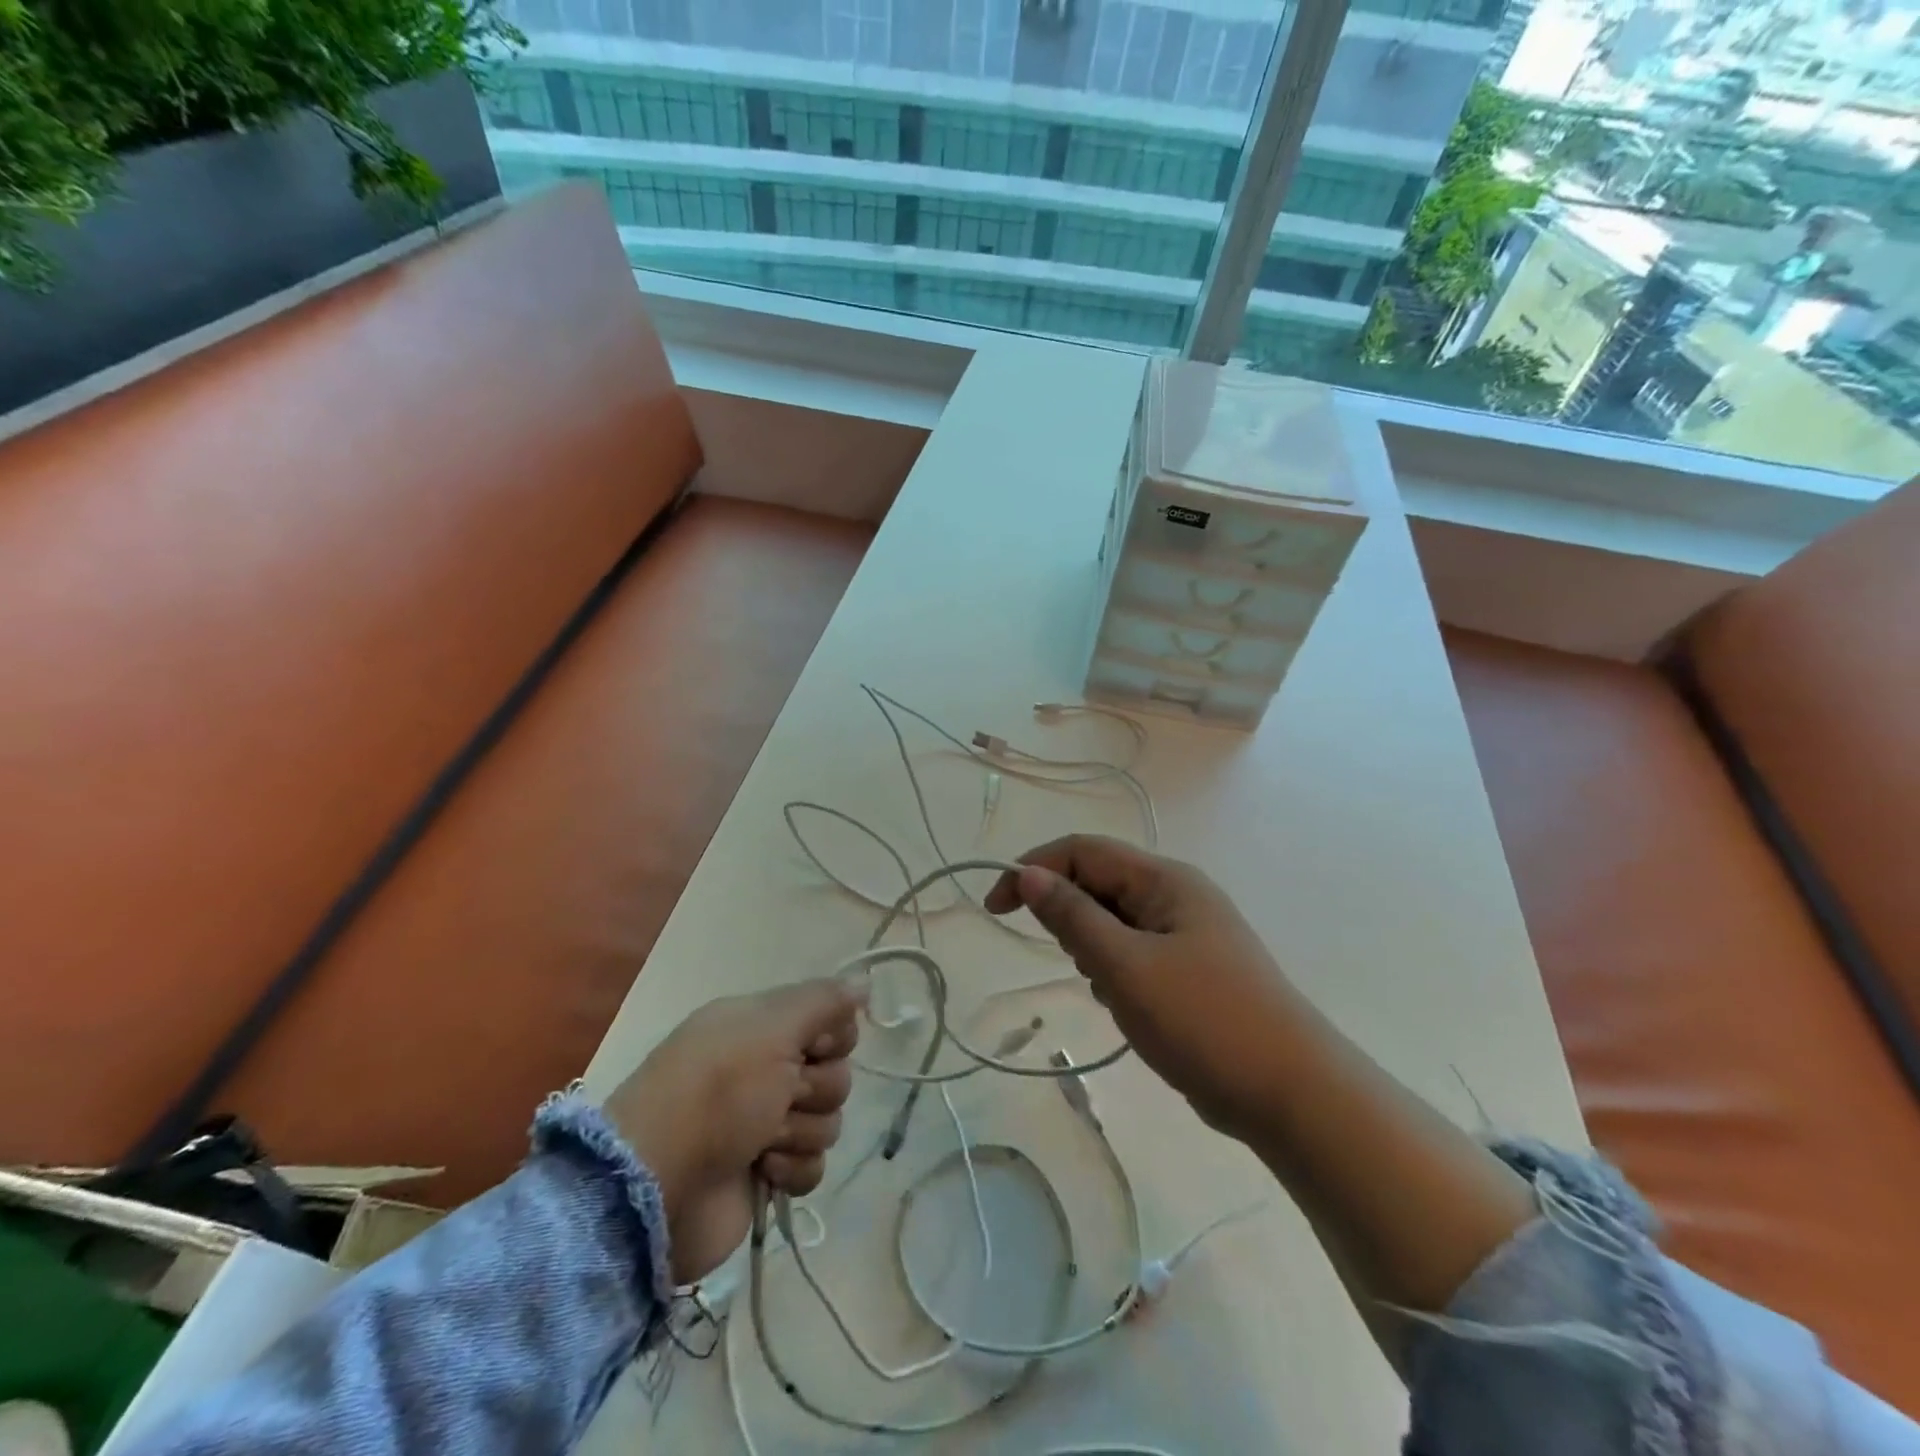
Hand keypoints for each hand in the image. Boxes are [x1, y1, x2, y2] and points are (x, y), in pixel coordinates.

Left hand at [604, 979, 864, 1283]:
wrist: (656, 1188)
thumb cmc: (715, 1094)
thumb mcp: (770, 1029)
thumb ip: (822, 1001)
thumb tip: (864, 981)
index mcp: (760, 1027)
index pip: (830, 1021)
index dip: (832, 1038)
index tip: (813, 1048)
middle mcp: (765, 1069)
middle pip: (834, 1074)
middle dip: (815, 1090)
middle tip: (779, 1098)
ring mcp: (764, 1124)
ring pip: (827, 1121)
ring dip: (800, 1132)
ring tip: (761, 1141)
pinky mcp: (766, 1173)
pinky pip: (813, 1165)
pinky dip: (792, 1170)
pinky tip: (761, 1172)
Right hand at [985, 835, 1296, 1140]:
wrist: (1292, 1093)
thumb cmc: (1203, 1019)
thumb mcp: (1125, 966)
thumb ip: (1072, 917)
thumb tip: (1029, 874)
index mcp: (1164, 880)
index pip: (1083, 851)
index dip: (1033, 870)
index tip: (996, 908)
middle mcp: (1177, 896)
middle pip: (1100, 883)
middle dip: (1069, 915)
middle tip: (1074, 965)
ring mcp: (1188, 933)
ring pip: (1115, 921)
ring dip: (1094, 948)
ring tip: (1110, 991)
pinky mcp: (1193, 970)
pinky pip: (1135, 952)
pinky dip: (1117, 971)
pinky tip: (1127, 1007)